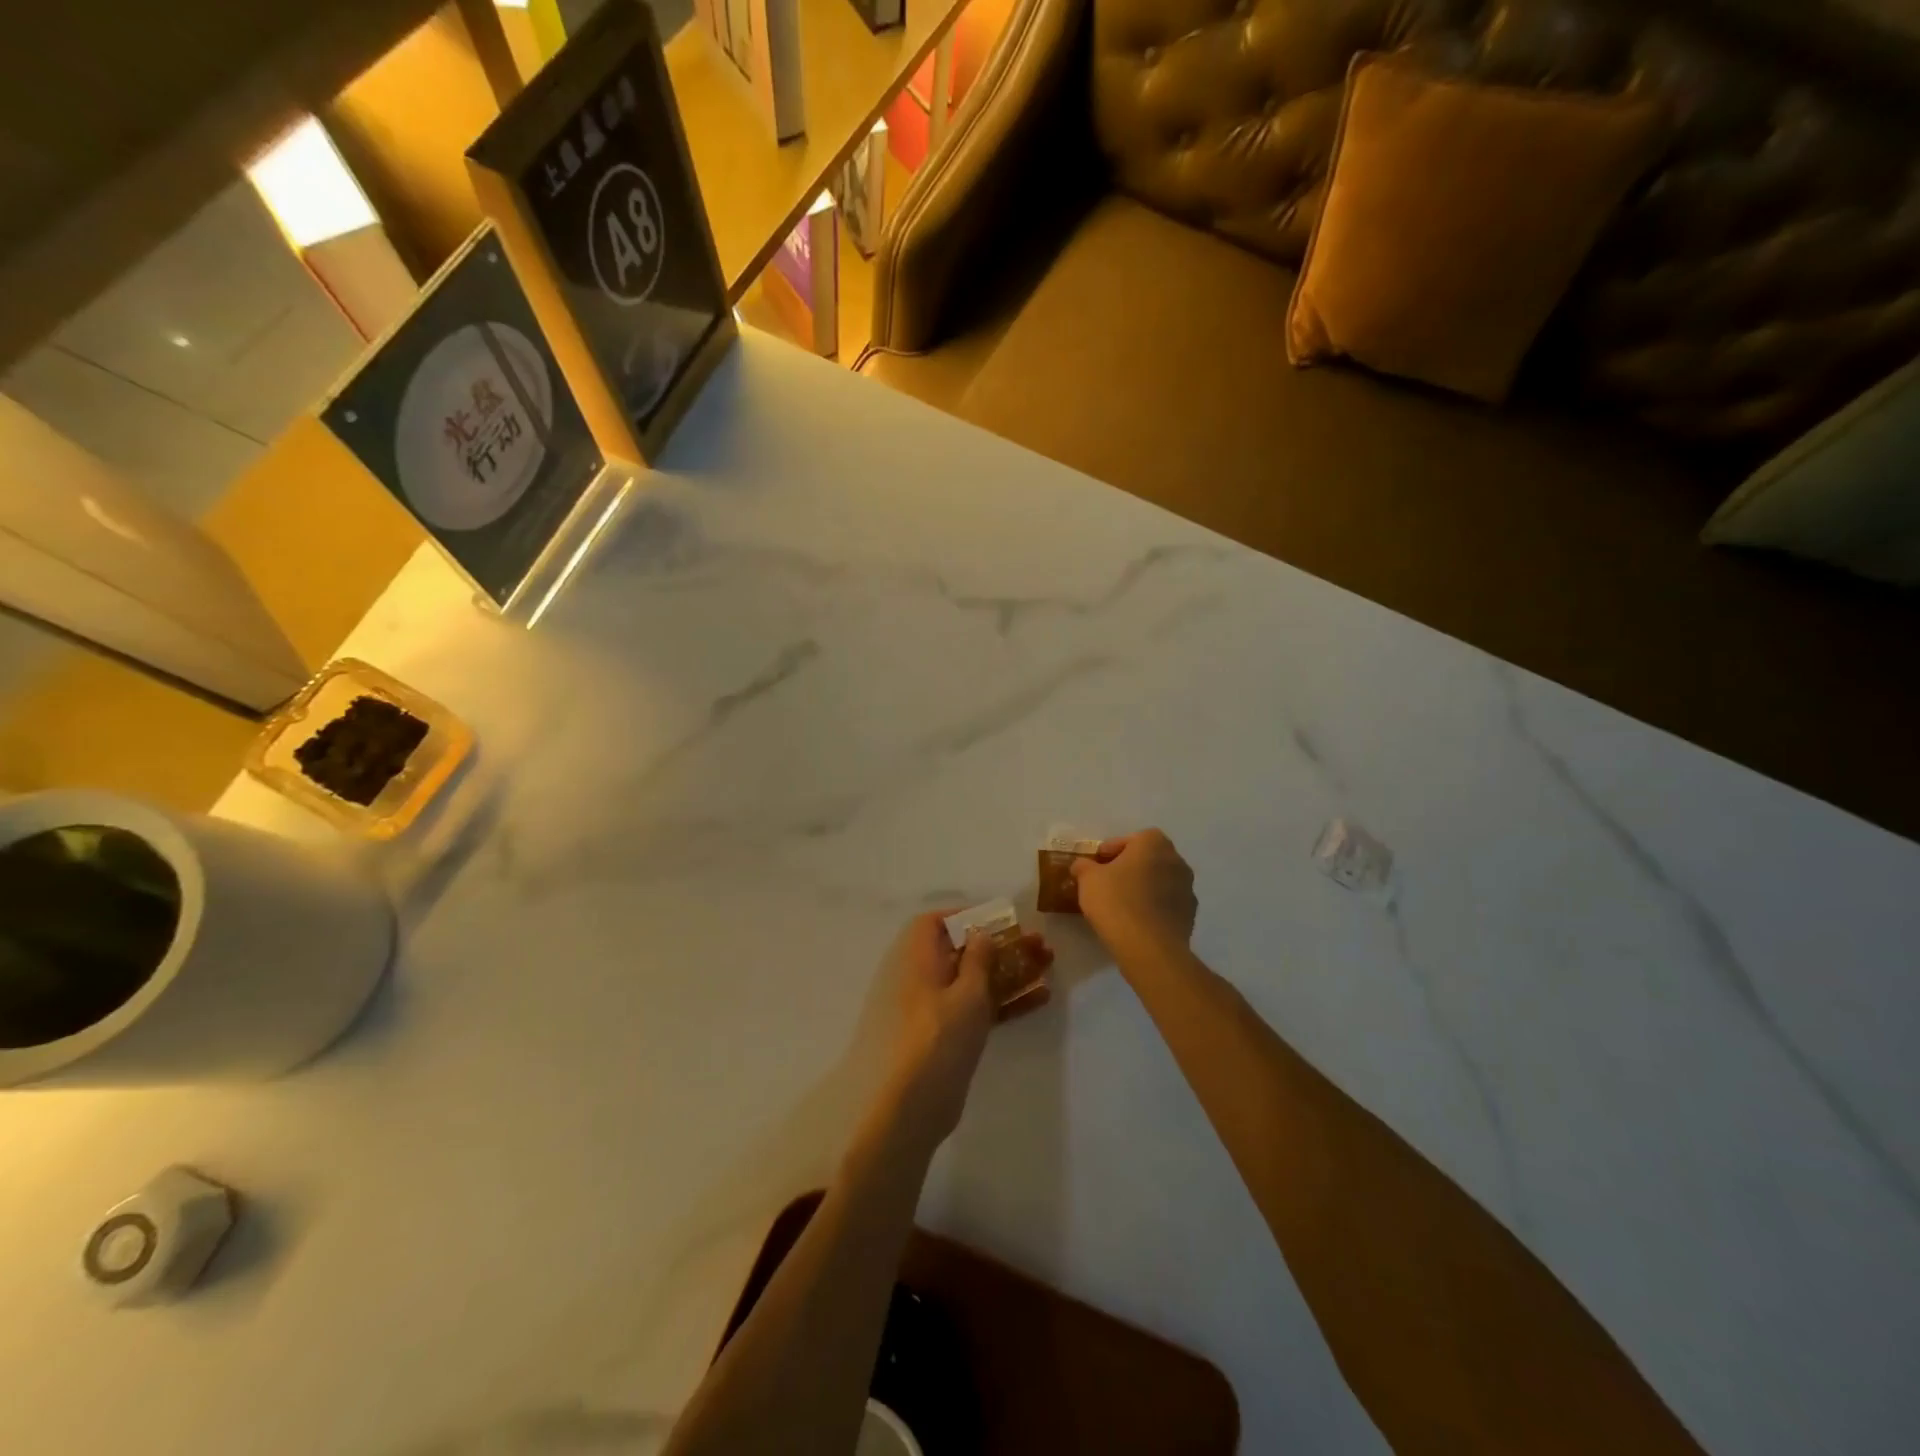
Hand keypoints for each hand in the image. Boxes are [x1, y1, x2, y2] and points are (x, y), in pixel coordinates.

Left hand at [877, 910, 1052, 1150]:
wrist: (920, 1102)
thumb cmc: (942, 1035)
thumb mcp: (967, 992)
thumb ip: (978, 959)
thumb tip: (980, 933)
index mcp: (920, 961)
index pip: (933, 924)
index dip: (962, 916)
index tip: (995, 919)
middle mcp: (927, 979)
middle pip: (964, 951)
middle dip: (1001, 944)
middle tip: (1038, 941)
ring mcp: (941, 1008)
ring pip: (978, 979)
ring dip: (1011, 969)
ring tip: (1048, 961)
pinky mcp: (954, 1033)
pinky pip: (982, 1007)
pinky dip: (1006, 1000)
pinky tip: (1042, 997)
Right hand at [1071, 829, 1197, 966]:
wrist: (1150, 948)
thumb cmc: (1117, 902)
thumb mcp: (1088, 880)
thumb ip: (1084, 866)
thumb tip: (1082, 865)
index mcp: (1153, 844)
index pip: (1131, 839)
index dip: (1112, 850)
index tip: (1097, 865)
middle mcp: (1176, 860)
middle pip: (1148, 858)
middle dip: (1129, 867)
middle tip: (1108, 882)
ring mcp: (1187, 888)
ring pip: (1160, 881)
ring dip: (1144, 887)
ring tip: (1122, 904)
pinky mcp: (1190, 915)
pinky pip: (1167, 904)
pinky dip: (1153, 907)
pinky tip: (1136, 921)